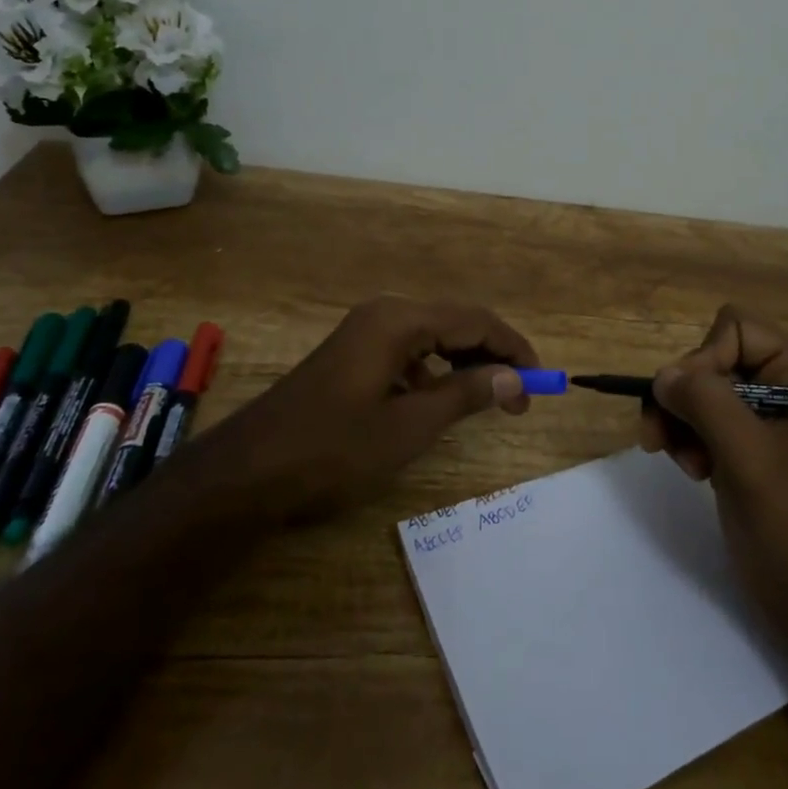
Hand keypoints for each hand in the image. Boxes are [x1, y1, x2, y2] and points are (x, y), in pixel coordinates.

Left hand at [214, 296, 537, 521]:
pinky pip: (408, 353)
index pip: (476, 321)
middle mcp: (384, 315)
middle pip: (456, 324)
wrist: (246, 474)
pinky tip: (439, 403)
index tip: (541, 383)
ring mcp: (364, 333)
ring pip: (433, 339)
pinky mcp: (352, 356)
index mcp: (399, 321)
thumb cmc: (332, 449)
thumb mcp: (409, 427)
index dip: (514, 349)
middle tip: (520, 398)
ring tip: (489, 401)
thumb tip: (513, 377)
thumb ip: (465, 395)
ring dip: (465, 365)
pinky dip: (434, 373)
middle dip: (493, 356)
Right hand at [640, 306, 787, 655]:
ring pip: (700, 391)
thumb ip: (705, 403)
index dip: (704, 358)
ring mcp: (764, 421)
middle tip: (664, 440)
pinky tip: (692, 471)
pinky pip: (703, 422)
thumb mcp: (749, 457)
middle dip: (684, 397)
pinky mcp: (747, 450)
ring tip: (683, 463)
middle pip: (712, 359)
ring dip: (680, 422)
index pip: (735, 329)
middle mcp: (783, 388)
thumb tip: (662, 375)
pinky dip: (687, 440)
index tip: (686, 405)